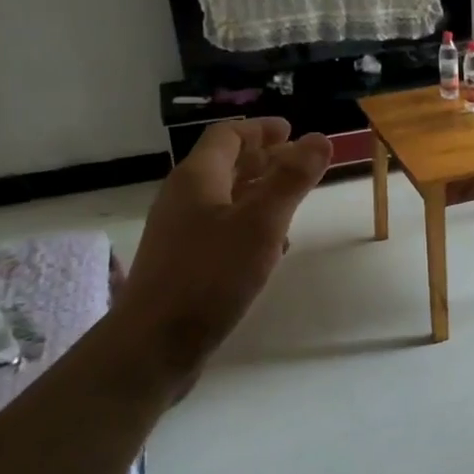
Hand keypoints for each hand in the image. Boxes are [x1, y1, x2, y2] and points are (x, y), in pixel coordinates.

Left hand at [116, 118, 331, 385]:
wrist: (154, 343)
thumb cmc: (211, 275)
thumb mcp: (261, 223)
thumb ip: (292, 180)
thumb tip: (319, 139)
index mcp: (198, 178)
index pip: (228, 135)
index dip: (261, 130)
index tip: (291, 130)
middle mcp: (184, 198)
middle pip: (226, 165)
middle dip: (264, 159)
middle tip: (299, 161)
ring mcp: (180, 232)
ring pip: (225, 199)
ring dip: (259, 192)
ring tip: (293, 200)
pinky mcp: (184, 262)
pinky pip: (221, 229)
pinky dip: (249, 224)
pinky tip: (271, 245)